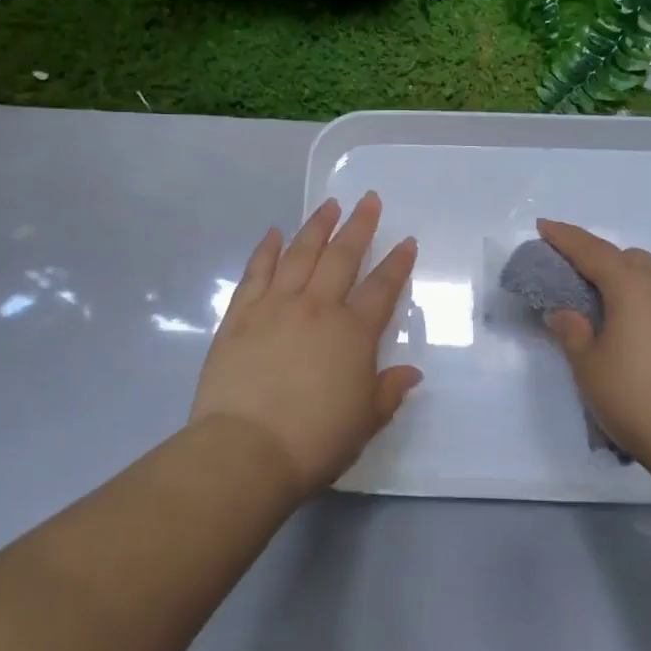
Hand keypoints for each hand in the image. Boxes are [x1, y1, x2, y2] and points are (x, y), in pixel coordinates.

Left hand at [191, 193, 420, 496]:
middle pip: (342, 257)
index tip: (407, 241)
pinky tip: (272, 233)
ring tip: (329, 205)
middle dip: (359, 226)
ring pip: (299, 254)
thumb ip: (389, 391)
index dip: (397, 263)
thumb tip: (411, 372)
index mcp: (352, 333)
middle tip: (369, 200)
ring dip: (316, 227)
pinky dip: (265, 250)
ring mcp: (274, 306)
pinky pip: (256, 272)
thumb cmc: (315, 440)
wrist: (246, 450)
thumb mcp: (365, 421)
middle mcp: (316, 308)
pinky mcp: (239, 316)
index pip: (382, 288)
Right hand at [536, 218, 650, 469]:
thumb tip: (564, 312)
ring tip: (604, 308)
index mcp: (632, 286)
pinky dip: (644, 300)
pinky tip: (635, 331)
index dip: (564, 237)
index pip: (591, 250)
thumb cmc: (638, 398)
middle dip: (598, 259)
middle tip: (573, 278)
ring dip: (624, 280)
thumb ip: (572, 332)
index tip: (543, 226)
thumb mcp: (589, 367)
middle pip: (626, 258)